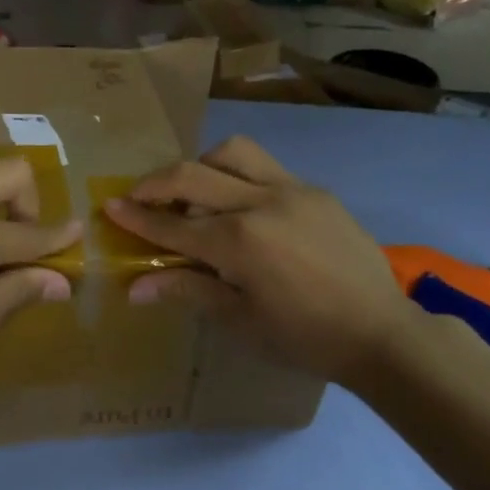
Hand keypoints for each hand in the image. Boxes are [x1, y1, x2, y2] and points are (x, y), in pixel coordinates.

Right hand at [104, 136, 421, 389]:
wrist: (380, 332)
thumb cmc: (304, 337)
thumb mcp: (240, 320)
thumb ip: (187, 290)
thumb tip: (135, 287)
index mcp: (240, 242)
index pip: (173, 225)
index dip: (137, 217)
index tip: (109, 206)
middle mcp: (262, 203)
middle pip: (193, 174)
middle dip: (156, 183)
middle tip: (137, 195)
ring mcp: (293, 190)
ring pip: (233, 152)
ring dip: (202, 166)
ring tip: (193, 192)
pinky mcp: (316, 190)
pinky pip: (267, 168)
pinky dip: (239, 176)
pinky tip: (241, 206)